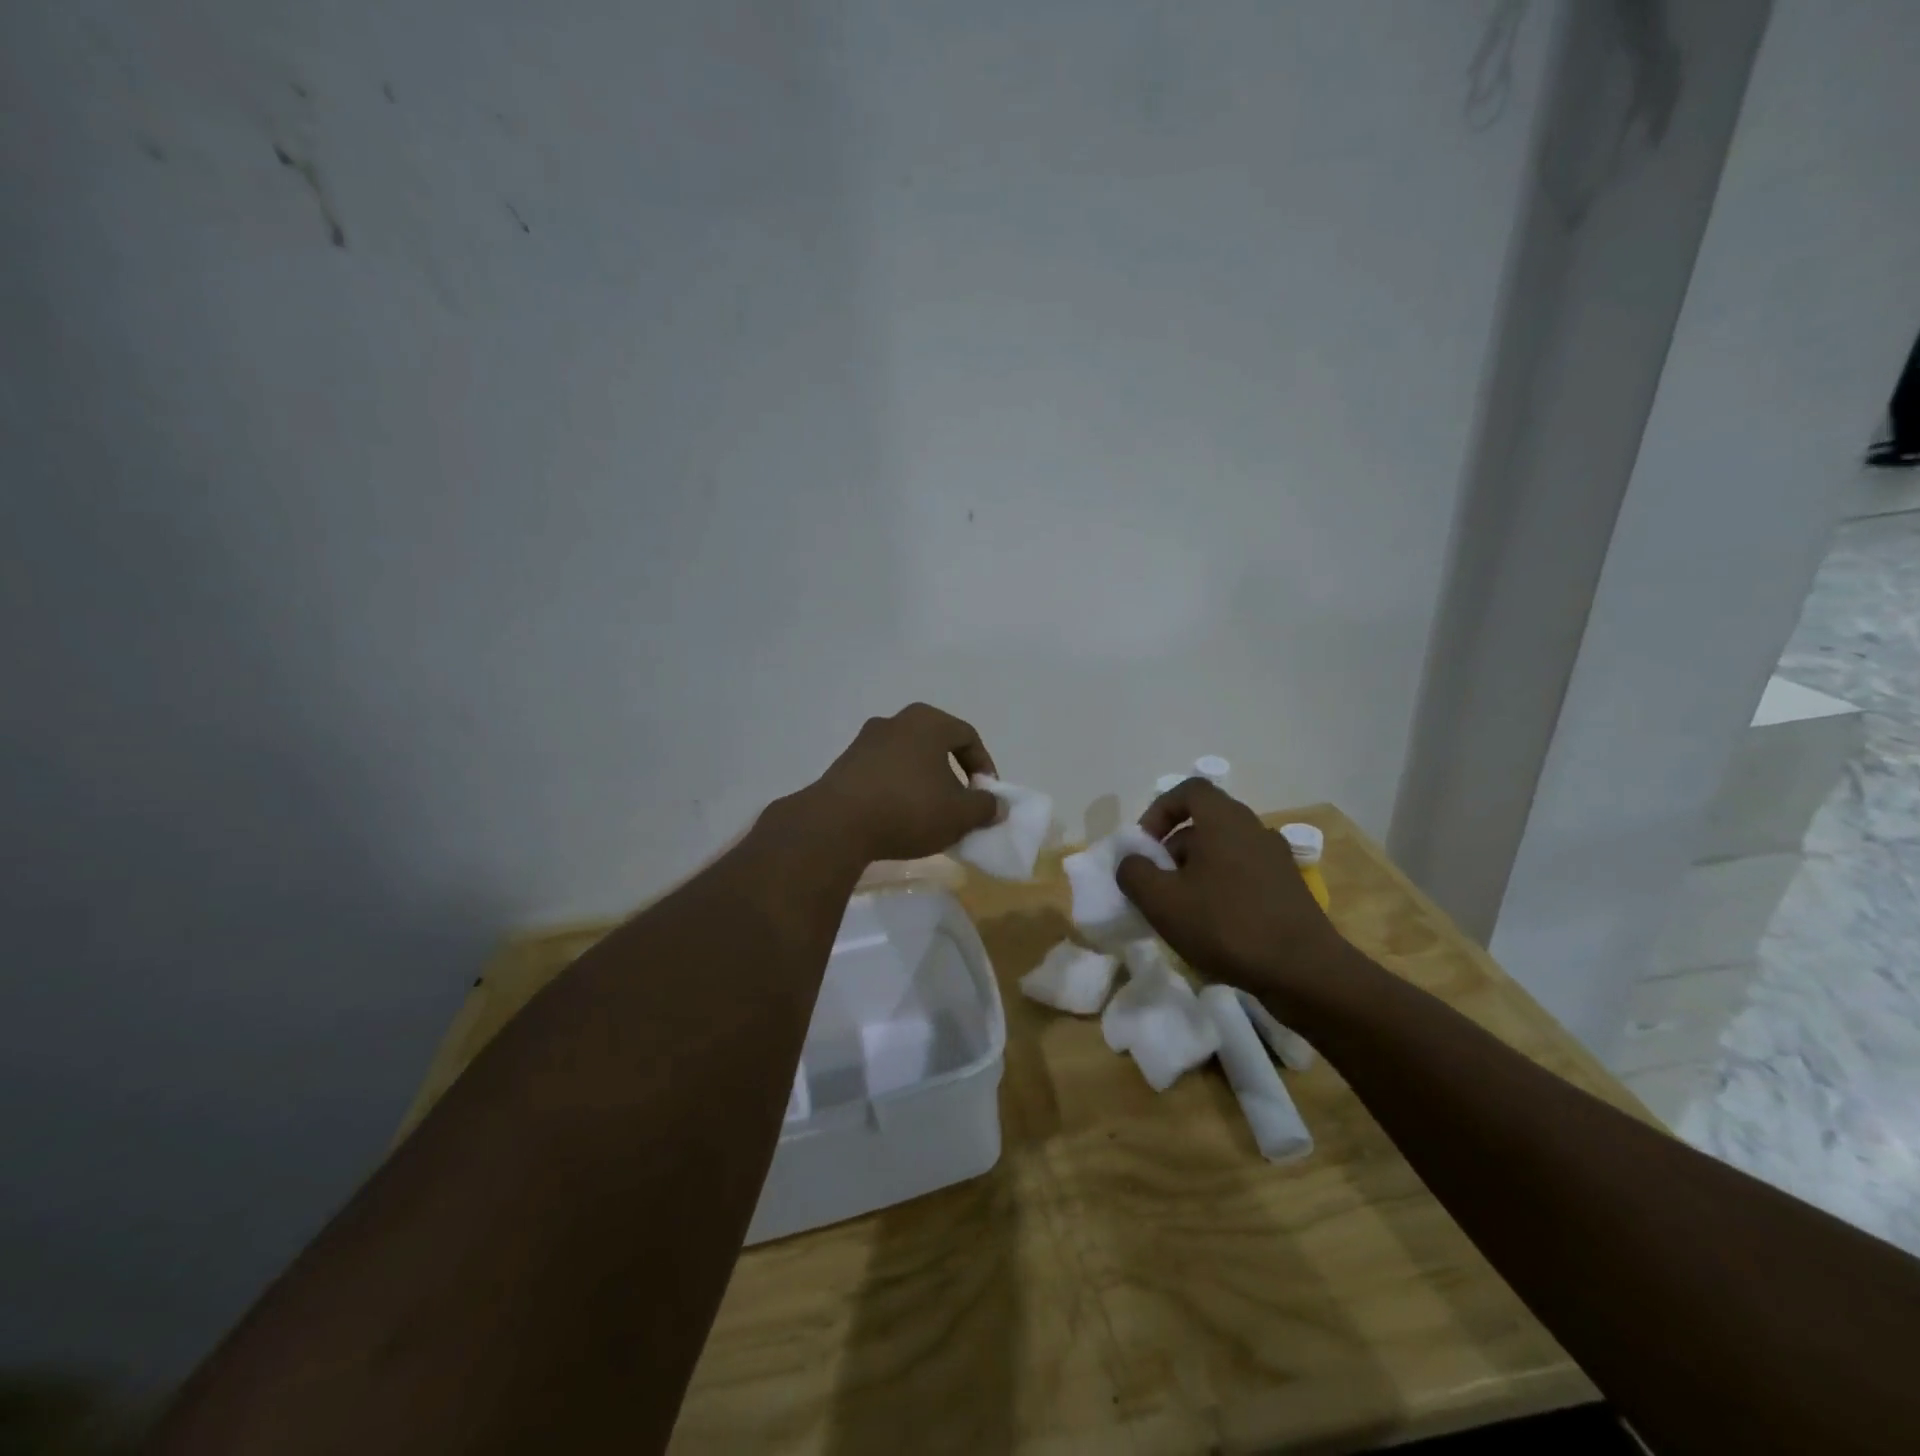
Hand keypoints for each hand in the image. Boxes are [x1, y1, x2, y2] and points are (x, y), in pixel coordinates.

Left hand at [804, 703, 1000, 862]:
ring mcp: (865, 741)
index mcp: (928, 722)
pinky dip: (897, 789)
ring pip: (907, 758)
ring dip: (923, 782)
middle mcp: (895, 721)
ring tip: (928, 814)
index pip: (968, 737)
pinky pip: (883, 772)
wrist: (837, 824)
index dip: (984, 766)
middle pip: (936, 744)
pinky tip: (897, 817)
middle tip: (959, 802)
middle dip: (952, 773)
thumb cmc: (909, 809)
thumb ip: (985, 807)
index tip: (986, 796)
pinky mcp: (844, 764)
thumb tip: (997, 805)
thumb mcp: (960, 814)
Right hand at [1115, 778, 1348, 1009]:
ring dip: (1195, 874)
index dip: (1159, 810)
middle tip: (1158, 886)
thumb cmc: (1226, 925)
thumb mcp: (1162, 901)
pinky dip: (1221, 891)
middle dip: (1172, 851)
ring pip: (1222, 853)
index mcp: (1224, 820)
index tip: (1145, 845)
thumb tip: (1132, 862)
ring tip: (1182, 913)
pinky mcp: (1288, 889)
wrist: (1305, 972)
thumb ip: (1134, 873)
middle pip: (1203, 824)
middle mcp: (1253, 829)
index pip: (1188, 790)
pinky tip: (1214, 929)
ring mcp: (1276, 859)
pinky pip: (1243, 876)